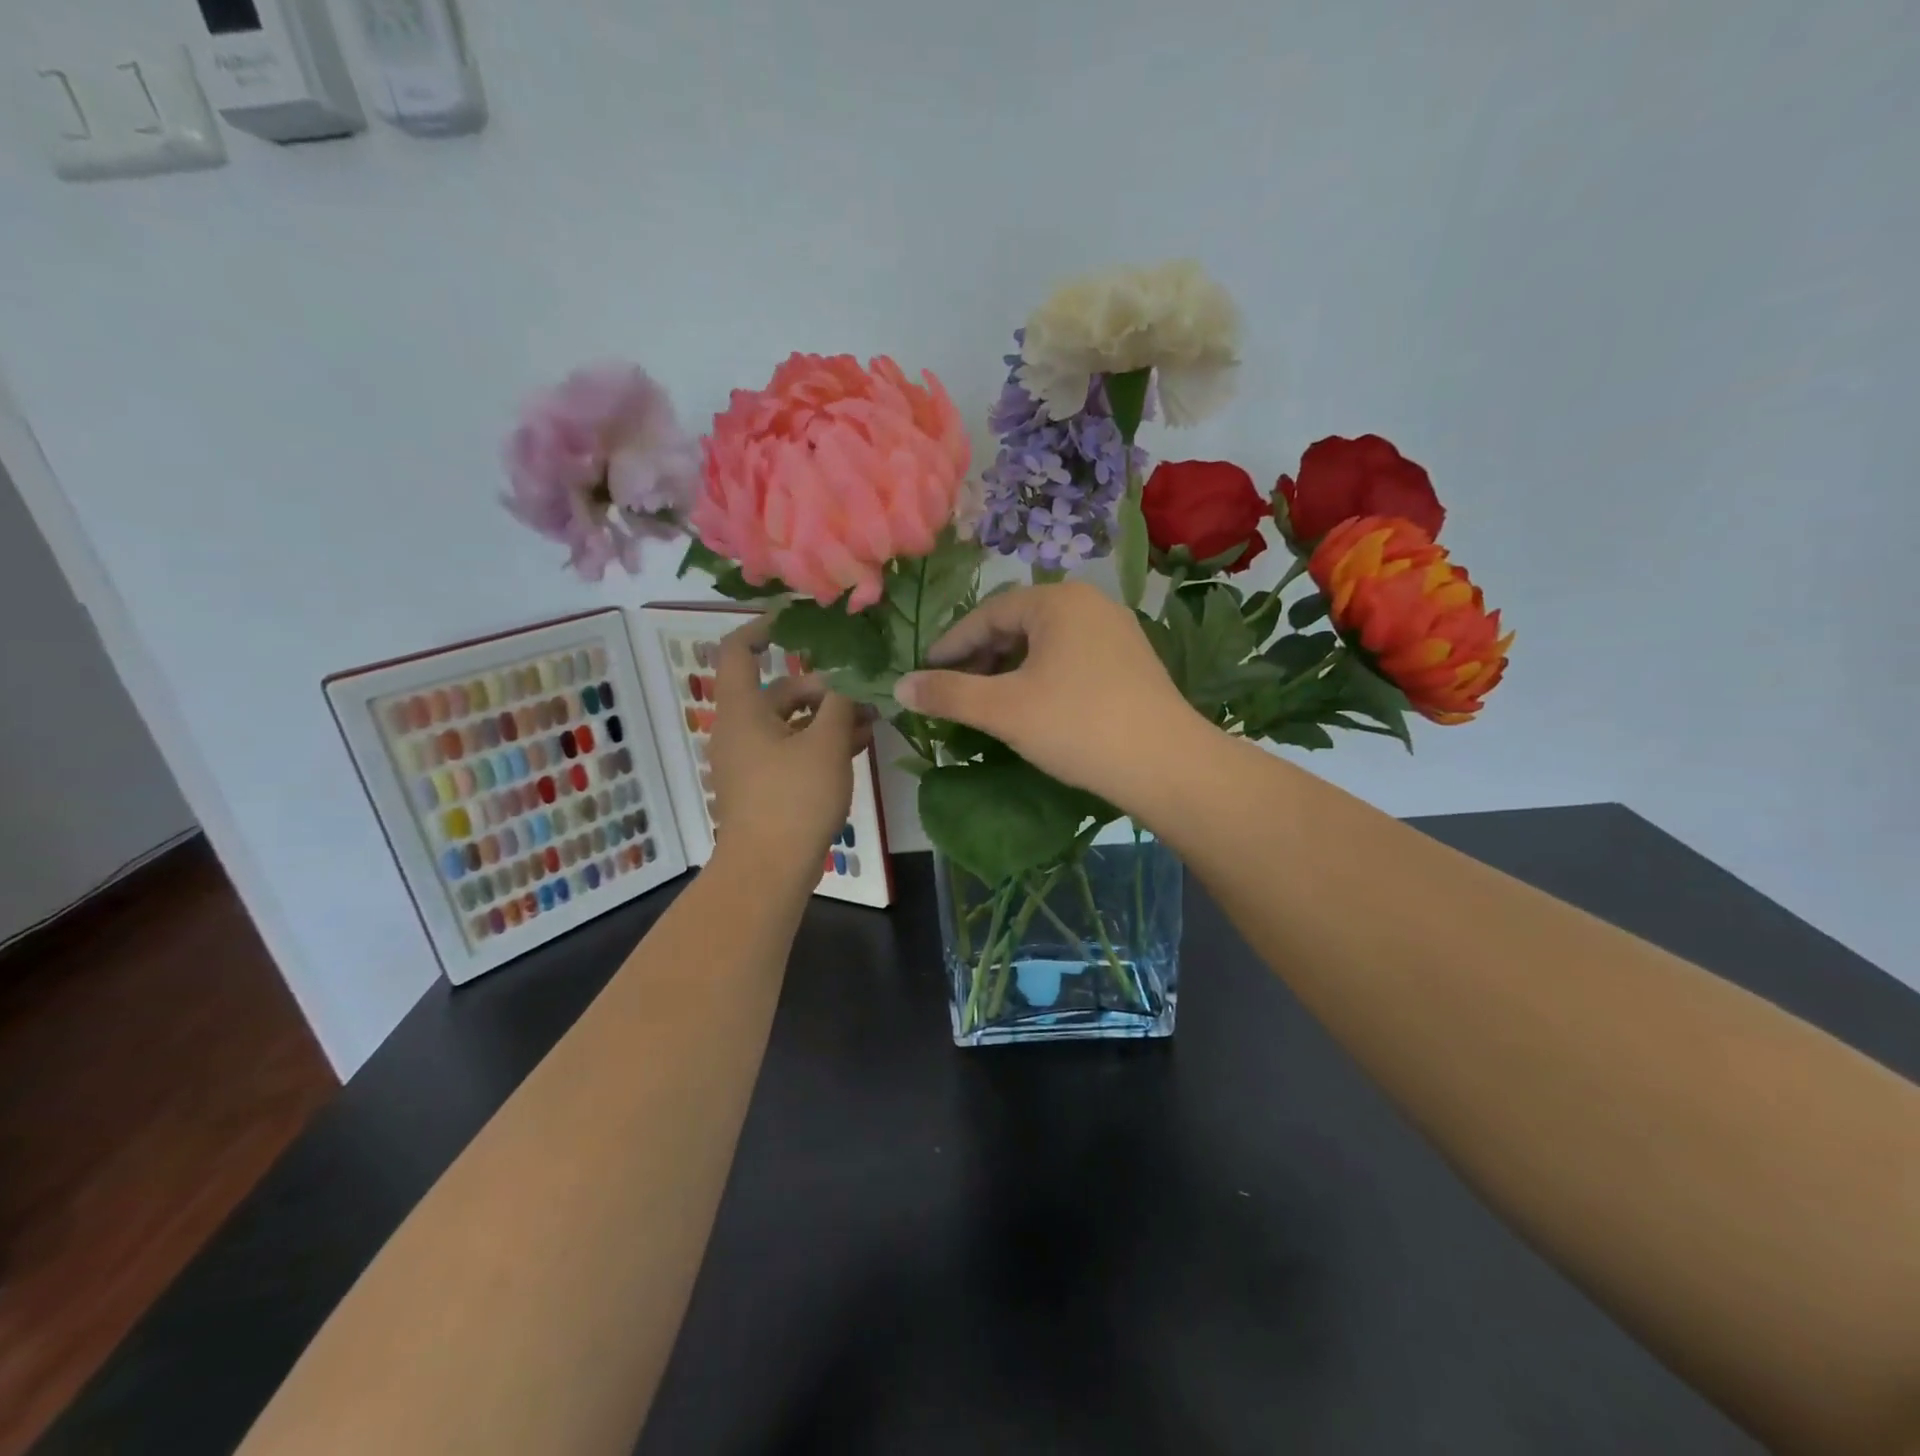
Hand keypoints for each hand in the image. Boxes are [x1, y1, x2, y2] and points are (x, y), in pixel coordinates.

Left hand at [708, 618, 869, 874]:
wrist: (768, 869)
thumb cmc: (793, 798)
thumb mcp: (826, 743)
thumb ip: (841, 701)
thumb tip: (852, 670)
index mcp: (743, 710)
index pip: (739, 650)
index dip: (764, 628)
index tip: (800, 621)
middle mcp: (742, 730)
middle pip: (781, 691)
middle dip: (825, 687)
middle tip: (867, 691)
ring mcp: (753, 760)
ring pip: (794, 724)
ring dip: (831, 717)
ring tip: (874, 717)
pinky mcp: (767, 786)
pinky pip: (796, 750)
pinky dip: (823, 743)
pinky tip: (860, 744)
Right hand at [896, 582, 1202, 806]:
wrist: (1166, 764)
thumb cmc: (1077, 725)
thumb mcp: (1003, 709)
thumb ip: (948, 694)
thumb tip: (900, 686)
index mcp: (1058, 601)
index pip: (988, 614)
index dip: (951, 645)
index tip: (925, 673)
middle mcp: (1090, 604)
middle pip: (1018, 625)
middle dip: (981, 658)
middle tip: (954, 691)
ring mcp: (1116, 632)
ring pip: (1045, 644)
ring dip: (1010, 670)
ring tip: (988, 702)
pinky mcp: (1131, 662)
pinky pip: (1071, 659)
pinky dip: (1041, 677)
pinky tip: (1033, 707)